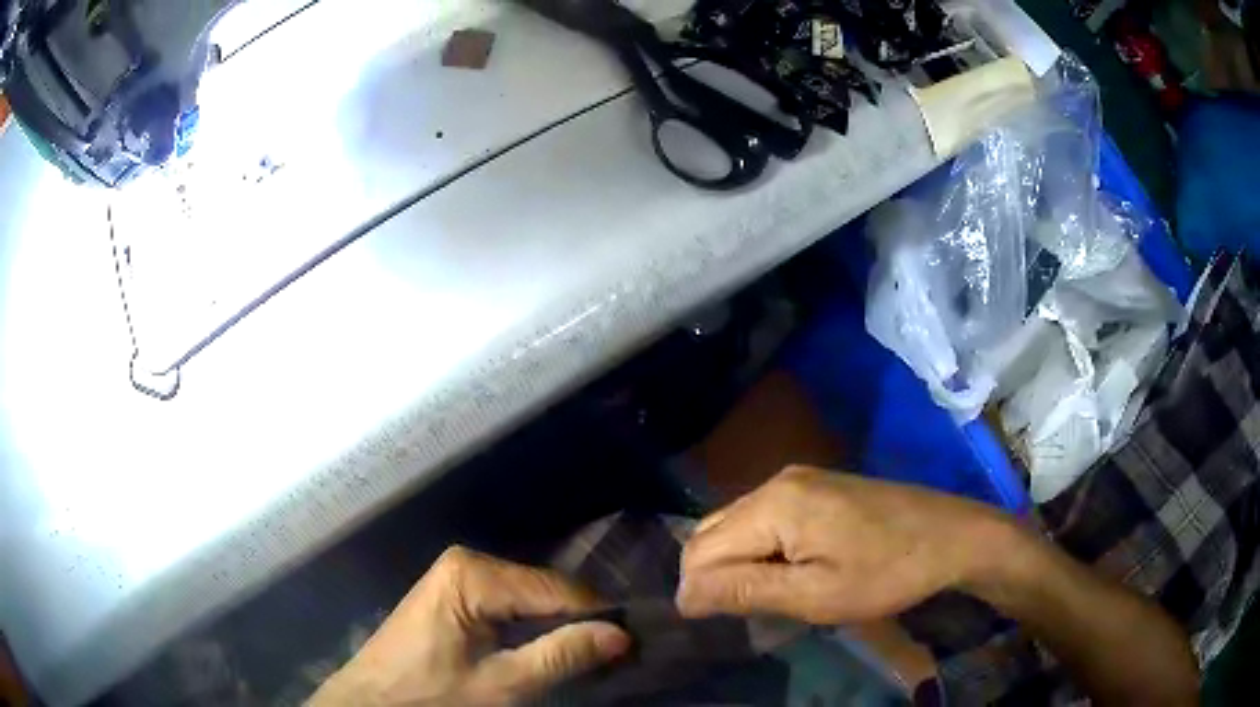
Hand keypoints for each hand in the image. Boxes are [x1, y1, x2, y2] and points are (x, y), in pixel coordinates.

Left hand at [310, 546, 629, 705]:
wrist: (370, 702)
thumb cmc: (429, 696)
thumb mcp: (500, 685)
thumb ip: (561, 656)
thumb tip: (621, 635)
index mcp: (474, 574)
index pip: (557, 589)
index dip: (599, 616)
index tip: (633, 643)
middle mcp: (467, 561)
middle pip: (543, 589)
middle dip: (579, 621)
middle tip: (616, 653)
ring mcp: (458, 575)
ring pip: (529, 596)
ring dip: (559, 625)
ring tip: (592, 652)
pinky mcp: (454, 592)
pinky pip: (509, 602)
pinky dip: (534, 626)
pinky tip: (552, 646)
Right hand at [677, 466, 1011, 623]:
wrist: (951, 536)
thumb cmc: (886, 572)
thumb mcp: (815, 596)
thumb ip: (744, 591)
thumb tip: (682, 595)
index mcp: (773, 504)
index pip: (701, 548)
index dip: (696, 591)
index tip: (715, 626)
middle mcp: (776, 482)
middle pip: (713, 531)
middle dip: (712, 576)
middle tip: (740, 615)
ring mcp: (798, 480)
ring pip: (737, 524)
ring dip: (734, 563)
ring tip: (758, 599)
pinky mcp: (816, 487)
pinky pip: (764, 518)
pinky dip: (758, 549)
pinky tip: (781, 572)